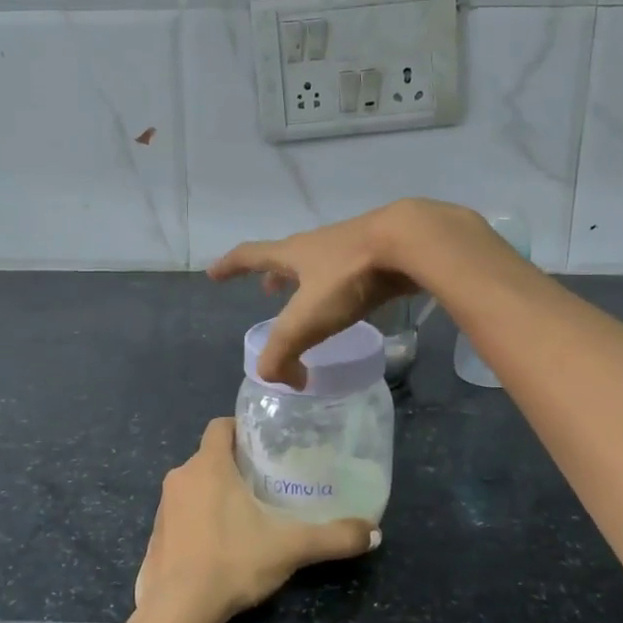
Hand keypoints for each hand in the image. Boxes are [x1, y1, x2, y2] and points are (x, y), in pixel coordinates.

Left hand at [135, 420, 378, 622]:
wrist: (177, 611)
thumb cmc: (232, 562)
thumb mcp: (290, 547)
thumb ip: (333, 537)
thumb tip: (374, 533)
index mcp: (208, 465)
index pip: (220, 426)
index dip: (241, 429)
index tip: (265, 444)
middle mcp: (180, 477)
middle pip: (210, 456)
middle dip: (235, 465)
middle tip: (267, 482)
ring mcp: (163, 507)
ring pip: (194, 486)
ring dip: (215, 493)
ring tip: (247, 513)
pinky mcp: (155, 536)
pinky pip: (181, 514)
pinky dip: (198, 519)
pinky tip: (220, 545)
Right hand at [209, 199, 482, 389]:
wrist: (409, 242)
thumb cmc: (348, 277)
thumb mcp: (307, 320)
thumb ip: (284, 354)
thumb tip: (285, 381)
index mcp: (293, 254)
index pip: (250, 256)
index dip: (229, 266)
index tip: (213, 273)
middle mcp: (317, 245)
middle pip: (287, 257)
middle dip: (274, 275)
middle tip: (266, 290)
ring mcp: (351, 244)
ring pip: (321, 262)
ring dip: (308, 279)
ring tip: (310, 296)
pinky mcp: (382, 252)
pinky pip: (352, 269)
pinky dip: (342, 283)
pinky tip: (357, 299)